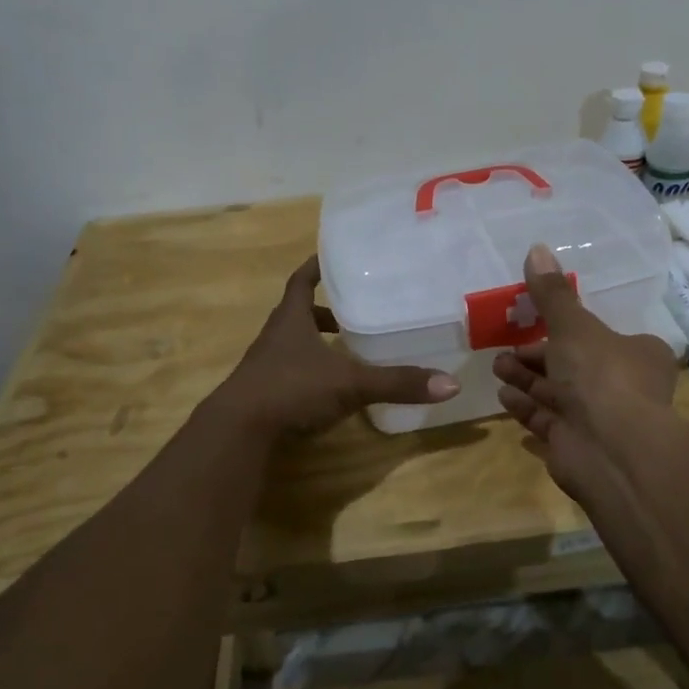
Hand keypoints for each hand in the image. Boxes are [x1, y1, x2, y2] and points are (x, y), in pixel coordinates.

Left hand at [216, 256, 459, 437]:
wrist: (238, 431)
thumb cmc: (291, 389)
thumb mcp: (350, 384)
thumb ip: (396, 383)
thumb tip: (450, 384)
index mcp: (291, 319)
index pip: (301, 282)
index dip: (315, 267)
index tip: (332, 256)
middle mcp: (276, 337)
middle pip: (297, 313)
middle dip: (323, 309)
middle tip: (353, 308)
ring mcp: (266, 366)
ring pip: (293, 343)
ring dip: (316, 342)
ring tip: (346, 348)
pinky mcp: (264, 394)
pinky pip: (290, 372)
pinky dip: (310, 372)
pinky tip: (329, 387)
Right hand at [493, 243, 678, 506]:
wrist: (612, 450)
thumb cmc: (601, 375)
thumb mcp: (574, 326)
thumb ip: (552, 293)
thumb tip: (536, 248)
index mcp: (636, 353)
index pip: (601, 336)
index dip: (567, 328)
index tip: (535, 320)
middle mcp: (622, 386)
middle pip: (573, 365)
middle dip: (537, 356)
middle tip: (505, 348)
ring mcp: (599, 420)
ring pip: (557, 393)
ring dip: (526, 379)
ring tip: (496, 367)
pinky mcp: (577, 446)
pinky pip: (547, 421)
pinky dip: (526, 408)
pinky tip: (503, 397)